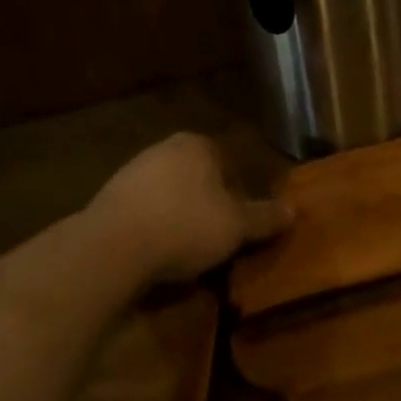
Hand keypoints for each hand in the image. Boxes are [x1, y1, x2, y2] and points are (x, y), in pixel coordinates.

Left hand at [91, 133, 290, 282]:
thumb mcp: (237, 226)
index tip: (242, 221)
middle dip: (209, 204)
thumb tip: (294, 210)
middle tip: (219, 237)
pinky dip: (153, 230)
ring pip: (169, 196)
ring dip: (180, 218)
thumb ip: (265, 217)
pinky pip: (142, 214)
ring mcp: (130, 173)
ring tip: (189, 252)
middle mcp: (163, 149)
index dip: (240, 193)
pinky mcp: (105, 201)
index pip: (230, 163)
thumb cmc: (185, 226)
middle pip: (198, 178)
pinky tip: (158, 255)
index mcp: (197, 145)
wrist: (110, 249)